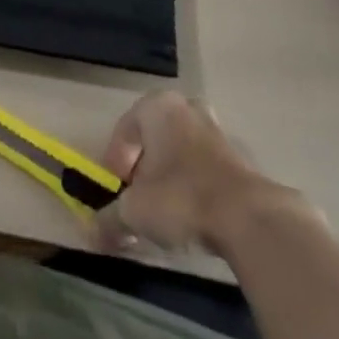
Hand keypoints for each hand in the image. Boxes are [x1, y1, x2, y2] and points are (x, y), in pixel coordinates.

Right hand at [94, 91, 310, 252]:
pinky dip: (193, 186)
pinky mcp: (237, 156)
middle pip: (153, 138)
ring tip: (165, 213)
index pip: (124, 130)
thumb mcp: (135, 212)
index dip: (115, 163)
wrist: (247, 218)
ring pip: (179, 151)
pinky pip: (202, 167)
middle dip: (143, 168)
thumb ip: (110, 219)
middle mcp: (184, 107)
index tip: (115, 194)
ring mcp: (214, 129)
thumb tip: (90, 233)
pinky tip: (192, 216)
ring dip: (169, 177)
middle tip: (138, 199)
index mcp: (156, 105)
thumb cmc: (181, 198)